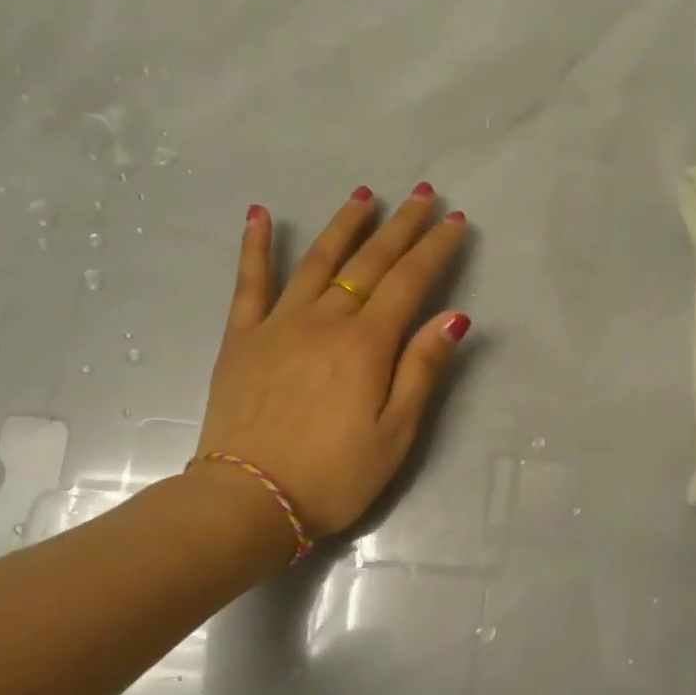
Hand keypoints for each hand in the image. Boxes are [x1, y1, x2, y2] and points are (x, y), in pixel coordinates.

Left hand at [190, 183, 470, 543]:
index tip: (454, 221)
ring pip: (317, 260)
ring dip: (344, 225)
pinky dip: (256, 246)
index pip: (409, 282)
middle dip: (400, 226)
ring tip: (364, 195)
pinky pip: (249, 283)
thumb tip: (453, 317)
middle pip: (369, 262)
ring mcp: (278, 325)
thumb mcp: (395, 433)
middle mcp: (324, 320)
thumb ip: (422, 370)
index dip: (435, 249)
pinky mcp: (242, 339)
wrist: (249, 500)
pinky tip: (261, 215)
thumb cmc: (334, 475)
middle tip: (421, 194)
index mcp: (366, 344)